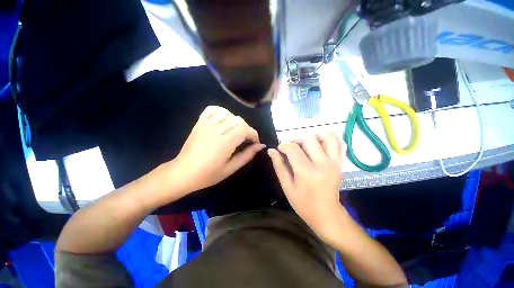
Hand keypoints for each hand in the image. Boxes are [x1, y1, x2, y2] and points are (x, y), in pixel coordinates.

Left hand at [173, 106, 264, 192]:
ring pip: (228, 114)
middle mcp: (216, 130)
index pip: (244, 128)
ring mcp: (206, 124)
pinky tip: (224, 121)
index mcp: (225, 142)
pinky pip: (213, 110)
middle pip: (238, 120)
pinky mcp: (200, 122)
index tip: (255, 142)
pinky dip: (221, 112)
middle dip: (247, 129)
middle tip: (246, 140)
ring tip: (236, 132)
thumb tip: (260, 146)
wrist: (183, 172)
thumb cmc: (208, 174)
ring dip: (236, 121)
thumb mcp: (231, 168)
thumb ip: (247, 155)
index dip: (253, 134)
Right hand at [267, 132, 345, 241]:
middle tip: (290, 146)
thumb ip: (279, 166)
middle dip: (296, 139)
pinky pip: (339, 143)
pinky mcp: (340, 163)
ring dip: (313, 135)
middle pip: (309, 139)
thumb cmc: (303, 203)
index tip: (280, 149)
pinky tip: (319, 142)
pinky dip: (329, 137)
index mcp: (307, 172)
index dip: (284, 146)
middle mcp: (322, 164)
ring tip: (305, 142)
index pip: (293, 149)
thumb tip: (271, 150)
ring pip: (326, 137)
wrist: (327, 214)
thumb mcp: (287, 186)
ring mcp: (334, 162)